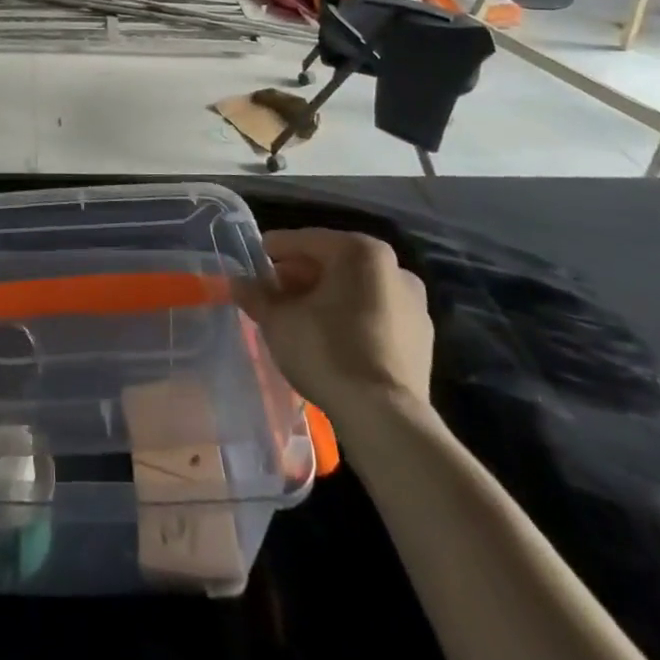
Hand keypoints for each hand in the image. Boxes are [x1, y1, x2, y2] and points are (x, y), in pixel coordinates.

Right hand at [237, 229, 432, 431]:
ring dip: (325, 298)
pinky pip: (375, 317)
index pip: (305, 240)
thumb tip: (237, 282)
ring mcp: (414, 305)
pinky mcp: (422, 341)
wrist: (385, 419)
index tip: (253, 262)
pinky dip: (350, 320)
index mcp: (360, 251)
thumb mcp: (278, 320)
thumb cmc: (327, 351)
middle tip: (272, 294)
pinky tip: (329, 340)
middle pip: (333, 263)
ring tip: (298, 319)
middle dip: (300, 276)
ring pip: (356, 290)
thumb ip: (256, 294)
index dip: (274, 250)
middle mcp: (393, 268)